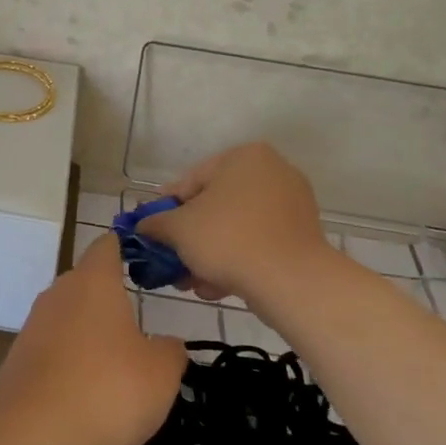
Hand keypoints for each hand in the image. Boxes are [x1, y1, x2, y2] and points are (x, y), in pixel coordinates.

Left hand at [0, 234, 187, 444]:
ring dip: (88, 335)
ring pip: (67, 317)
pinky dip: (69, 363)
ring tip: (114, 366)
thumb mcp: (161, 373)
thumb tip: (167, 344)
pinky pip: (51, 349)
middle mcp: (58, 293)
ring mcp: (33, 326)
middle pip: (85, 282)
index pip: (107, 246)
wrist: (34, 435)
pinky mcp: (18, 359)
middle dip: (109, 300)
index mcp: (94, 282)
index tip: (143, 263)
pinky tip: (85, 393)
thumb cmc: (108, 389)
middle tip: (137, 326)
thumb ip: (170, 351)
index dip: (125, 249)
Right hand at [139, 142, 338, 303]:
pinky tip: (217, 287)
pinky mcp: (301, 235)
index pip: (191, 181)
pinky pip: (258, 242)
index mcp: (244, 156)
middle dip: (190, 238)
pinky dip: (237, 261)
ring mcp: (291, 204)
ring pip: (235, 228)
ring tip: (192, 282)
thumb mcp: (178, 229)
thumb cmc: (228, 239)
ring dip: (209, 254)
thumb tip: (143, 225)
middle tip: (172, 261)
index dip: (166, 209)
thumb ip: (155, 223)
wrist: (290, 280)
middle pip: (214, 206)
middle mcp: (272, 171)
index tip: (152, 233)